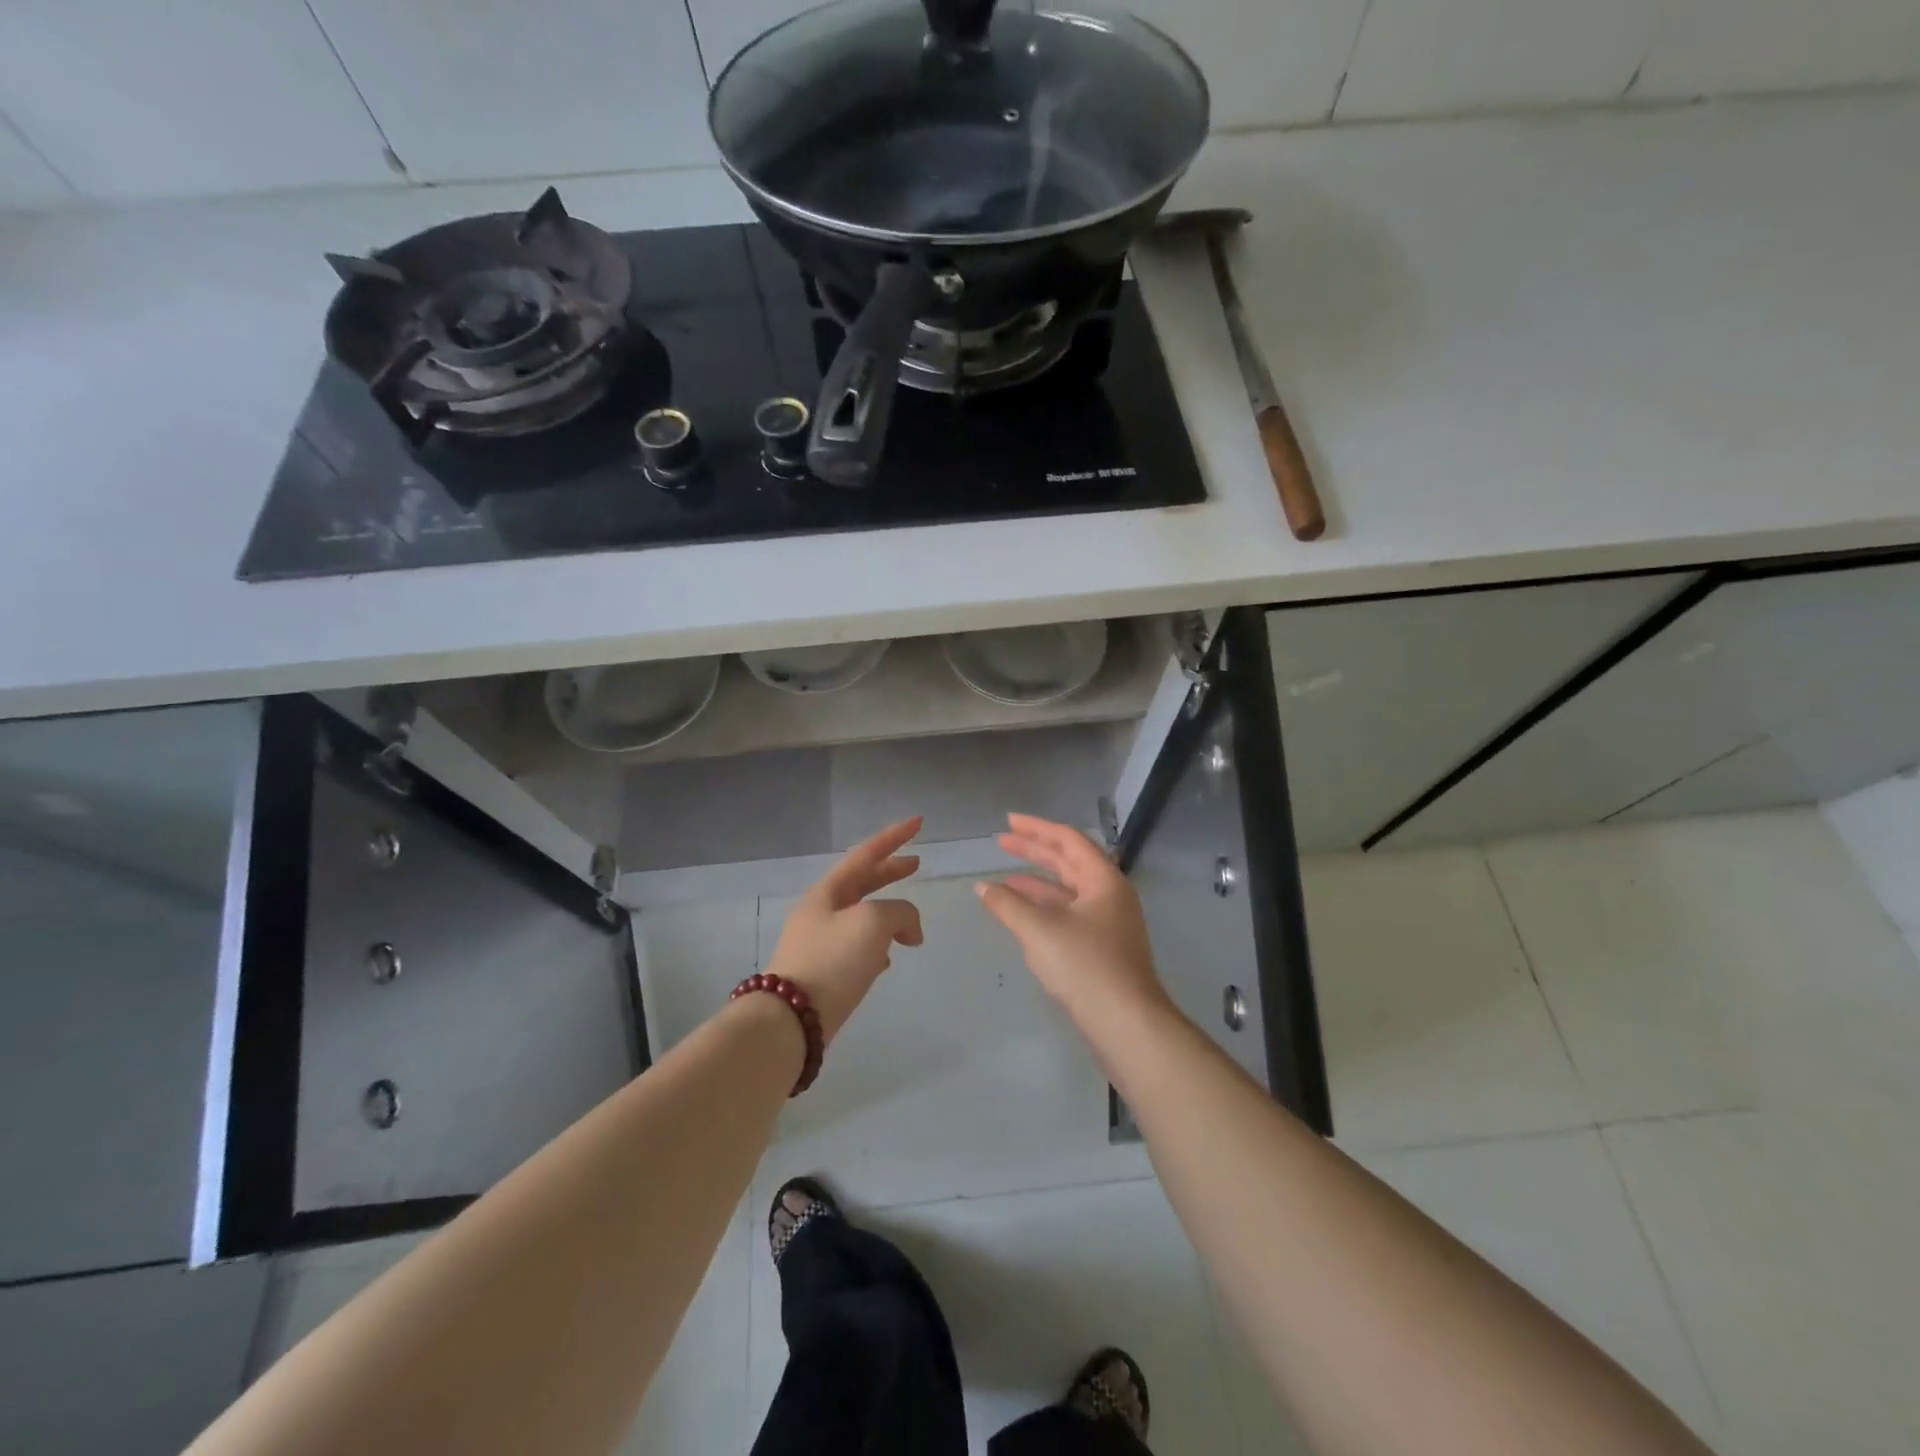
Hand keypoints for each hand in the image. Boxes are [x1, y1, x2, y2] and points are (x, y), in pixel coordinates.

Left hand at [763, 816, 924, 1042]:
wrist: (791, 1019)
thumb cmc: (833, 960)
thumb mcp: (873, 923)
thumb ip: (900, 912)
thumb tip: (908, 929)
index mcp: (828, 891)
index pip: (866, 853)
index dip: (894, 836)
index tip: (918, 822)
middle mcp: (821, 911)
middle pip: (862, 882)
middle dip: (890, 872)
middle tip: (917, 864)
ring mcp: (819, 942)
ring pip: (860, 916)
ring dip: (886, 913)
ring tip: (909, 924)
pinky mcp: (822, 972)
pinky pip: (856, 948)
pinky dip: (877, 946)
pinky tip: (887, 960)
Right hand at [975, 813, 1168, 1023]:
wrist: (1126, 1023)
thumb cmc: (1084, 966)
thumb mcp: (1039, 930)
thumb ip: (1007, 905)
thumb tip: (982, 887)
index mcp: (1103, 879)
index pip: (1068, 840)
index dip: (1036, 828)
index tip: (1008, 822)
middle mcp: (1109, 894)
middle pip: (1069, 862)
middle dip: (1035, 851)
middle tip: (1002, 842)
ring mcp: (1108, 922)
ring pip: (1068, 890)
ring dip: (1036, 882)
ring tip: (1004, 879)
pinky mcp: (1102, 947)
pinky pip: (1069, 913)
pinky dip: (1044, 908)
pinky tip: (1022, 915)